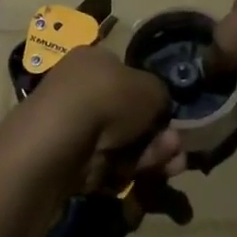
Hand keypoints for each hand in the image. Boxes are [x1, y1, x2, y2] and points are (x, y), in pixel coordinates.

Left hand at [11, 45, 184, 193]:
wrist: (59, 143)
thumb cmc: (106, 99)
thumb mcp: (150, 88)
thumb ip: (160, 95)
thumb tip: (158, 106)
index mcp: (93, 60)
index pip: (128, 75)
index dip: (152, 99)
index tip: (171, 118)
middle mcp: (79, 89)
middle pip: (128, 115)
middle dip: (158, 134)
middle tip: (176, 148)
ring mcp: (71, 126)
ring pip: (122, 143)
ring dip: (150, 155)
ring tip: (172, 166)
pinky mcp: (67, 160)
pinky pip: (105, 165)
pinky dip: (126, 172)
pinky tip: (141, 176)